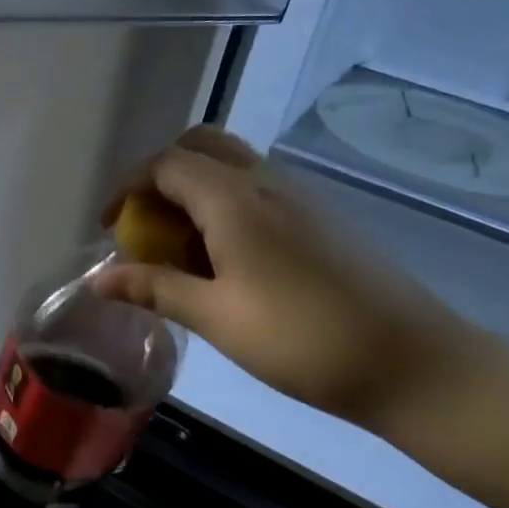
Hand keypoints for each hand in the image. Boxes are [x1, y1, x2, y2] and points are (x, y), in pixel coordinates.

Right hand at [94, 127, 493, 431]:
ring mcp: (301, 197)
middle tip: (146, 224)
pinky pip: (259, 189)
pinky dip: (226, 204)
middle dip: (162, 176)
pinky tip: (227, 260)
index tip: (110, 228)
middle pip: (201, 146)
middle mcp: (267, 182)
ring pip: (233, 165)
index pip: (166, 165)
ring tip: (181, 248)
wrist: (410, 361)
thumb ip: (154, 289)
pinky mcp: (321, 218)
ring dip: (195, 190)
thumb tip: (98, 280)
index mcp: (235, 200)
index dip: (128, 188)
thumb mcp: (216, 317)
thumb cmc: (300, 339)